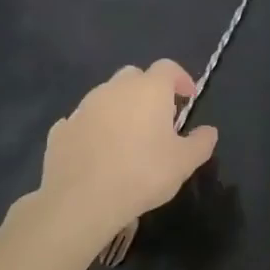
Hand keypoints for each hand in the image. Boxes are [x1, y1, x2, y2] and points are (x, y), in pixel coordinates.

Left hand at [8, 61, 218, 251]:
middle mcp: (114, 89)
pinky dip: (93, 129)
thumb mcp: (185, 162)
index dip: (181, 79)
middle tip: (158, 118)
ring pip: (106, 97)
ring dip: (119, 109)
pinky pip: (82, 121)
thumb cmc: (142, 174)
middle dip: (148, 90)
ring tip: (127, 138)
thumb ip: (201, 142)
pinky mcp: (60, 130)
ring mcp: (83, 108)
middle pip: (134, 76)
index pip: (168, 68)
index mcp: (148, 89)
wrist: (80, 201)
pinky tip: (98, 152)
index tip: (188, 98)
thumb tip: (209, 131)